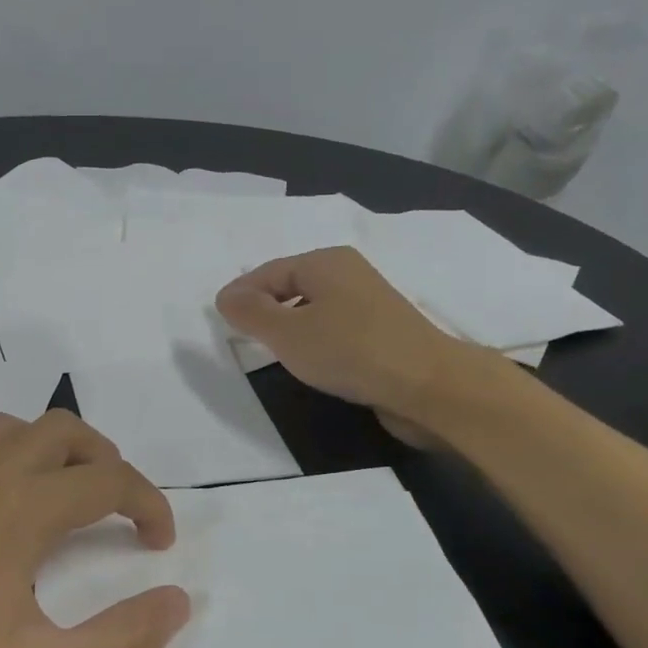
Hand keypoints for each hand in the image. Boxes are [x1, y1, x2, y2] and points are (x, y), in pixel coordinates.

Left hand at [0, 411, 189, 647]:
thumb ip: (123, 639)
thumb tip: (179, 600)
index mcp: (21, 507)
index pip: (108, 479)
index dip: (148, 504)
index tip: (160, 546)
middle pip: (62, 431)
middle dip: (105, 459)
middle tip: (120, 509)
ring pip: (7, 429)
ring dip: (49, 450)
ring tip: (63, 497)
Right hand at [215, 247, 484, 442]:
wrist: (427, 385)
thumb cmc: (350, 351)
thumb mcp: (288, 334)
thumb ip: (251, 313)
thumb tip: (226, 296)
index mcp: (325, 262)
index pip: (269, 271)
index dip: (242, 293)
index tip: (220, 319)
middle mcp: (348, 273)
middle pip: (292, 285)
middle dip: (265, 307)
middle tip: (241, 335)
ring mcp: (368, 302)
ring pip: (313, 307)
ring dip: (289, 325)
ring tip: (271, 350)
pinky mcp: (381, 331)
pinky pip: (333, 326)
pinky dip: (314, 338)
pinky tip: (310, 360)